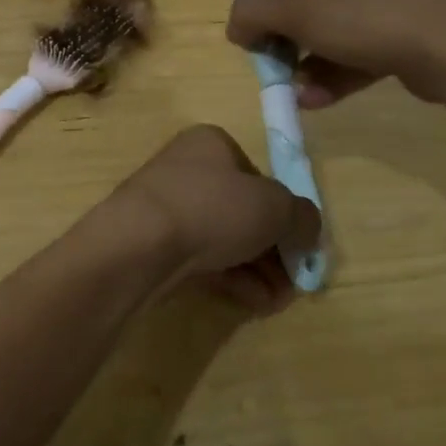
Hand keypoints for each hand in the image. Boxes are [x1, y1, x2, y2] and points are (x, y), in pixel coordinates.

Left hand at [109, 126, 321, 312]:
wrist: (138, 245)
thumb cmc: (211, 208)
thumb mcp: (276, 207)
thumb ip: (302, 217)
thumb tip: (307, 231)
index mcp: (211, 144)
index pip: (257, 175)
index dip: (283, 209)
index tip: (300, 243)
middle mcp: (185, 169)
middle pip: (240, 210)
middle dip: (272, 248)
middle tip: (293, 279)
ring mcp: (165, 207)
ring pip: (222, 238)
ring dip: (256, 269)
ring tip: (278, 298)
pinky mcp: (152, 243)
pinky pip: (200, 259)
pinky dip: (230, 278)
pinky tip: (254, 301)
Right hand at [226, 0, 445, 105]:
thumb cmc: (368, 17)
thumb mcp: (298, 11)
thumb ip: (254, 14)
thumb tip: (233, 25)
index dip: (274, 4)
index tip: (260, 36)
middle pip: (319, 7)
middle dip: (293, 43)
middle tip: (276, 67)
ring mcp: (401, 7)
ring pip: (341, 37)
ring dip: (313, 66)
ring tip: (295, 93)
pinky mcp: (415, 41)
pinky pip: (366, 57)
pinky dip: (339, 77)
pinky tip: (316, 101)